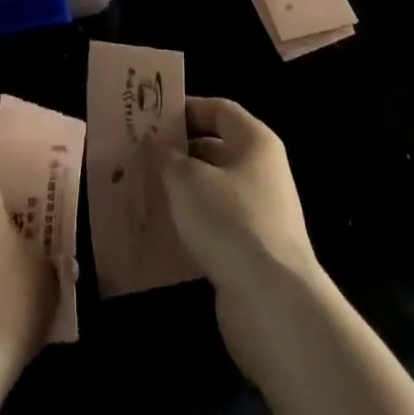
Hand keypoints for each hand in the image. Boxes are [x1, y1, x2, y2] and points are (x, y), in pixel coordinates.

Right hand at [155, 98, 326, 390]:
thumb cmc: (230, 221)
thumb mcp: (186, 179)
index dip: (186, 109)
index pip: (218, 109)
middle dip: (178, 153)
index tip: (151, 118)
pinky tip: (162, 231)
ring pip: (213, 190)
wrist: (273, 304)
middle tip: (140, 156)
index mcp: (255, 141)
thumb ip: (166, 156)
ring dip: (182, 192)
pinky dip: (192, 226)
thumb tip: (155, 145)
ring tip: (144, 191)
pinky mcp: (253, 253)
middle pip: (215, 150)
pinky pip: (216, 226)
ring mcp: (260, 214)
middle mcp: (262, 172)